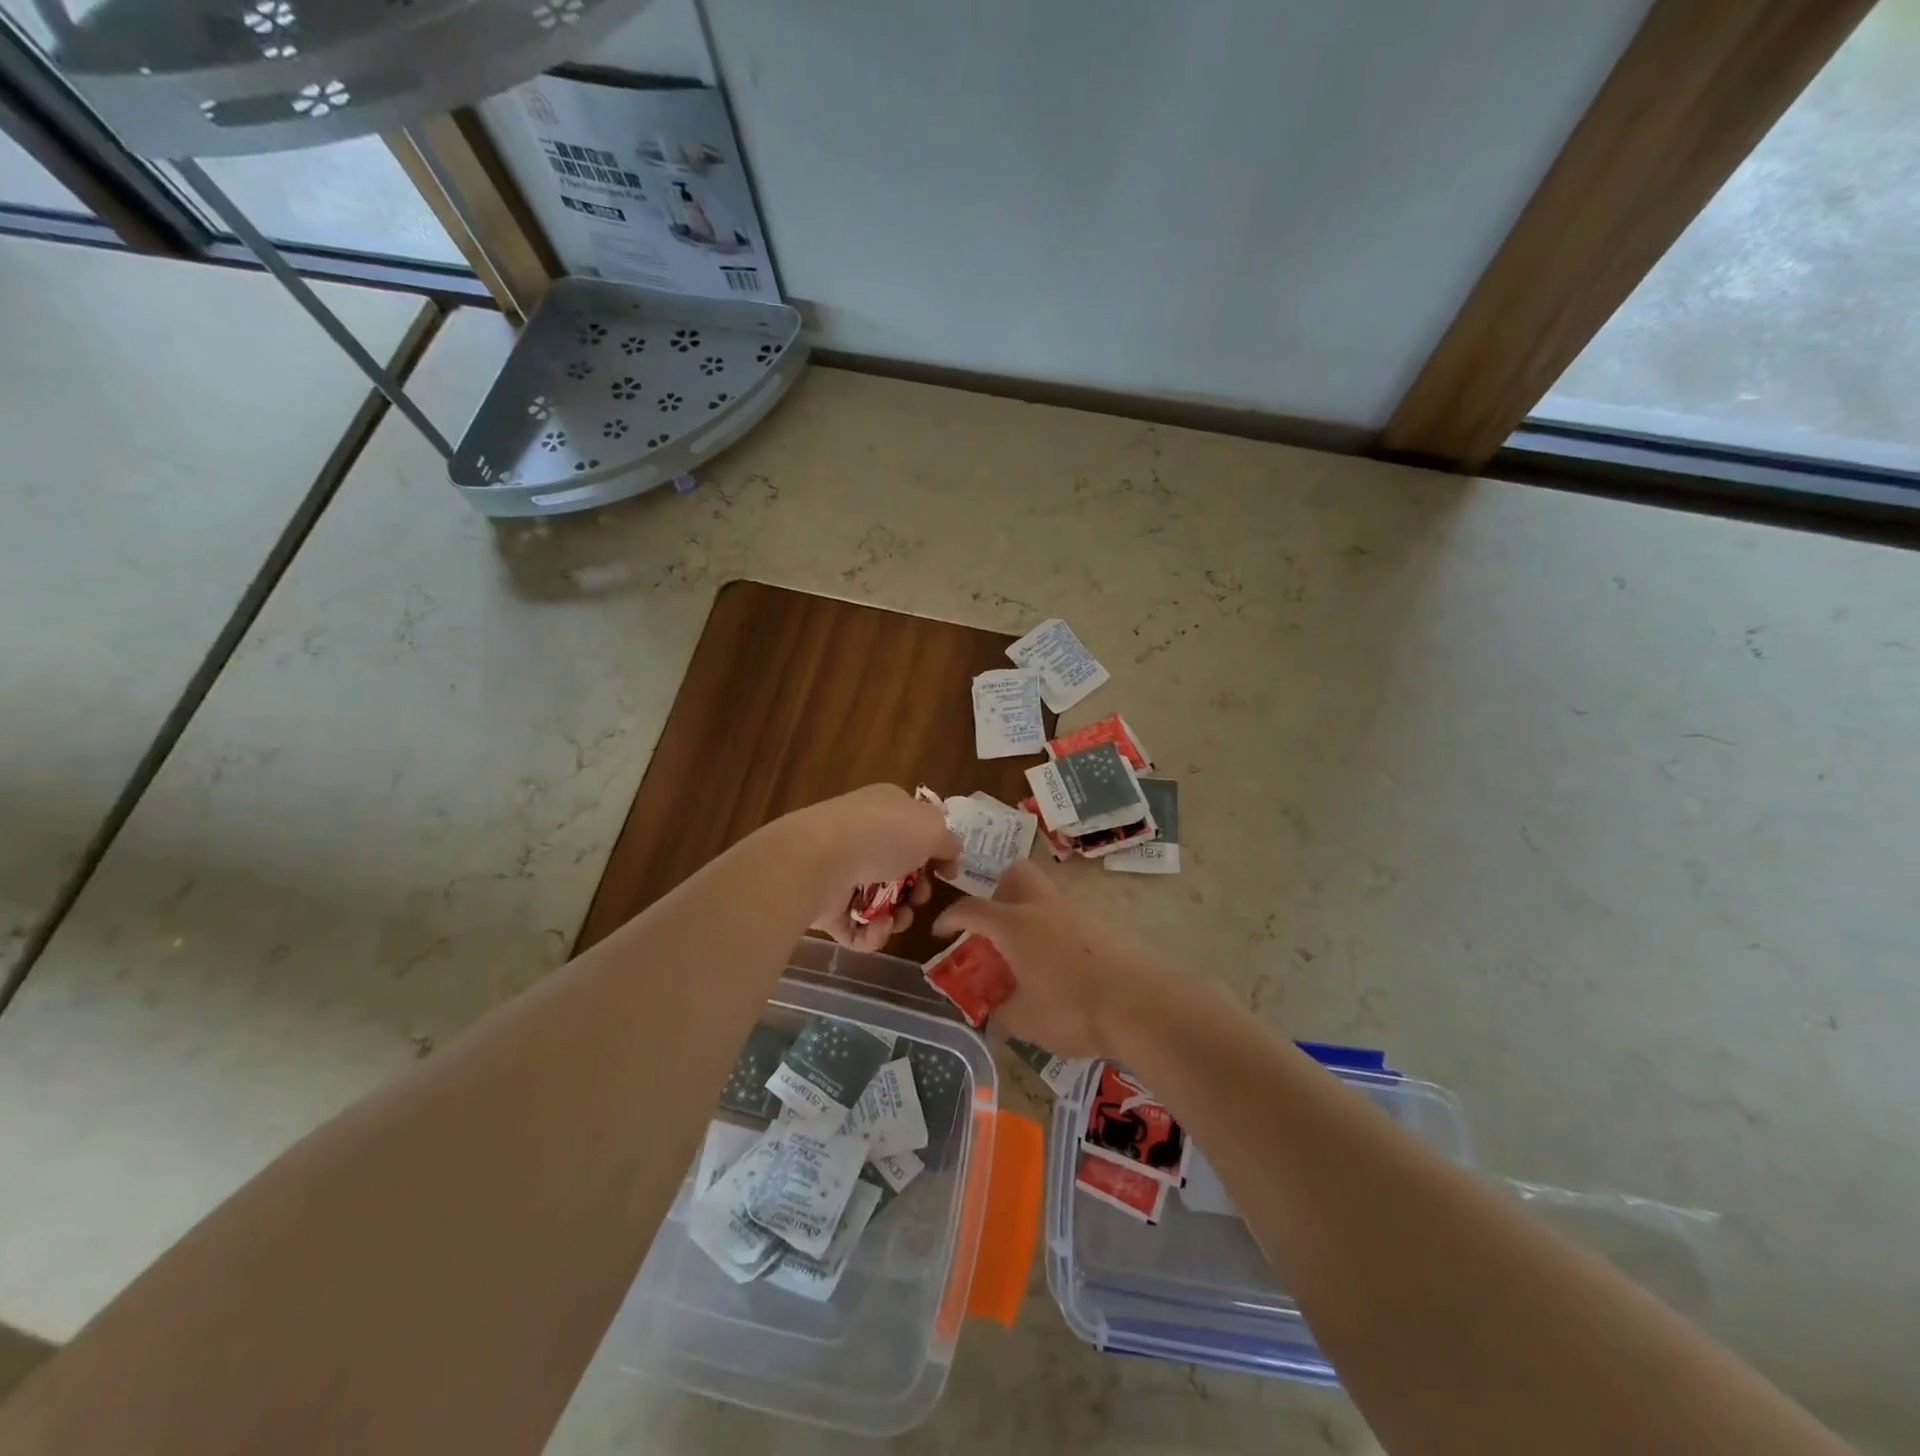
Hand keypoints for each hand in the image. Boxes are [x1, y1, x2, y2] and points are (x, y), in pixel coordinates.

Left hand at [786, 785, 960, 952]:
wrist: (819, 859)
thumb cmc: (882, 835)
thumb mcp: (931, 828)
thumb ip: (947, 842)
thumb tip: (950, 854)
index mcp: (886, 807)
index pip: (915, 826)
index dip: (936, 851)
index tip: (948, 873)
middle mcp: (862, 835)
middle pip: (899, 869)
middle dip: (917, 890)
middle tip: (920, 897)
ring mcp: (840, 870)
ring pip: (880, 901)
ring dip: (898, 916)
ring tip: (899, 918)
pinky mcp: (825, 905)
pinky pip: (856, 926)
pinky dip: (872, 933)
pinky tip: (878, 927)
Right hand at [931, 861, 1177, 1056]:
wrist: (1141, 1003)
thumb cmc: (1073, 1009)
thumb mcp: (1026, 1022)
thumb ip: (1002, 1015)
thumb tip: (994, 1017)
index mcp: (1015, 925)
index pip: (972, 909)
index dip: (951, 918)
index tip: (940, 932)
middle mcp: (1043, 907)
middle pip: (1015, 875)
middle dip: (998, 893)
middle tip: (995, 929)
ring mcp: (1077, 911)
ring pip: (1045, 894)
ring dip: (1029, 913)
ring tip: (1029, 954)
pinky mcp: (1103, 924)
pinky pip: (1069, 916)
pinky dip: (1056, 930)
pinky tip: (1062, 966)